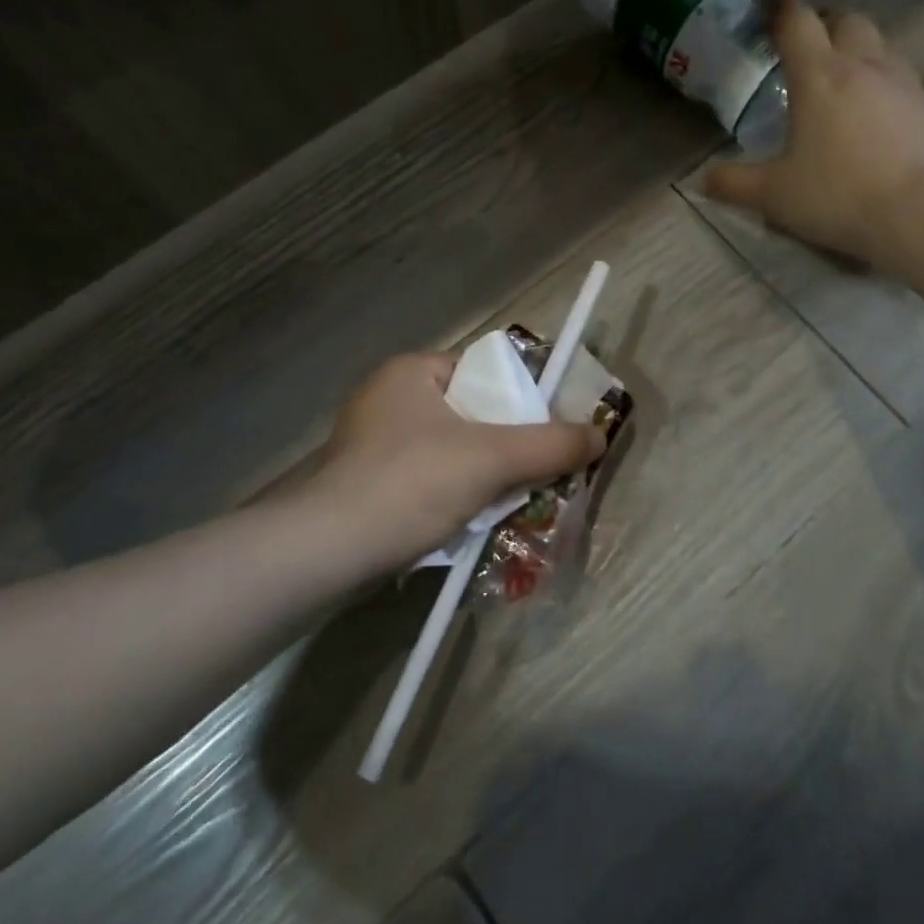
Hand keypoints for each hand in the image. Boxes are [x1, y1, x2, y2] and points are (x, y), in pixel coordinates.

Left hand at [312, 353, 604, 570]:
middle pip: (471, 414)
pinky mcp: (363, 483)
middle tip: (536, 473)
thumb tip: (601, 435)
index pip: (484, 372)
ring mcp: (371, 443)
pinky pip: (425, 480)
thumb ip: (550, 445)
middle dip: (505, 446)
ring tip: (510, 503)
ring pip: (450, 451)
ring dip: (481, 476)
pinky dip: (451, 496)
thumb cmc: (409, 483)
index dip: (523, 399)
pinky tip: (468, 523)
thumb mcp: (490, 459)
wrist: (322, 552)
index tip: (549, 432)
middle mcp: (388, 398)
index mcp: (412, 371)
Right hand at [704, 0, 923, 269]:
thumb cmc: (838, 196)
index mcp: (818, 76)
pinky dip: (879, 78)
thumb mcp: (773, 195)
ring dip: (854, 47)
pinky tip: (871, 109)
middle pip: (845, 19)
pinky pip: (899, 75)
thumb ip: (733, 183)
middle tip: (803, 43)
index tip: (764, 3)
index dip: (778, 6)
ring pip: (877, 43)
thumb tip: (702, 180)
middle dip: (822, 21)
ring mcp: (903, 82)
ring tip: (837, 75)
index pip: (796, 20)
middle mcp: (863, 66)